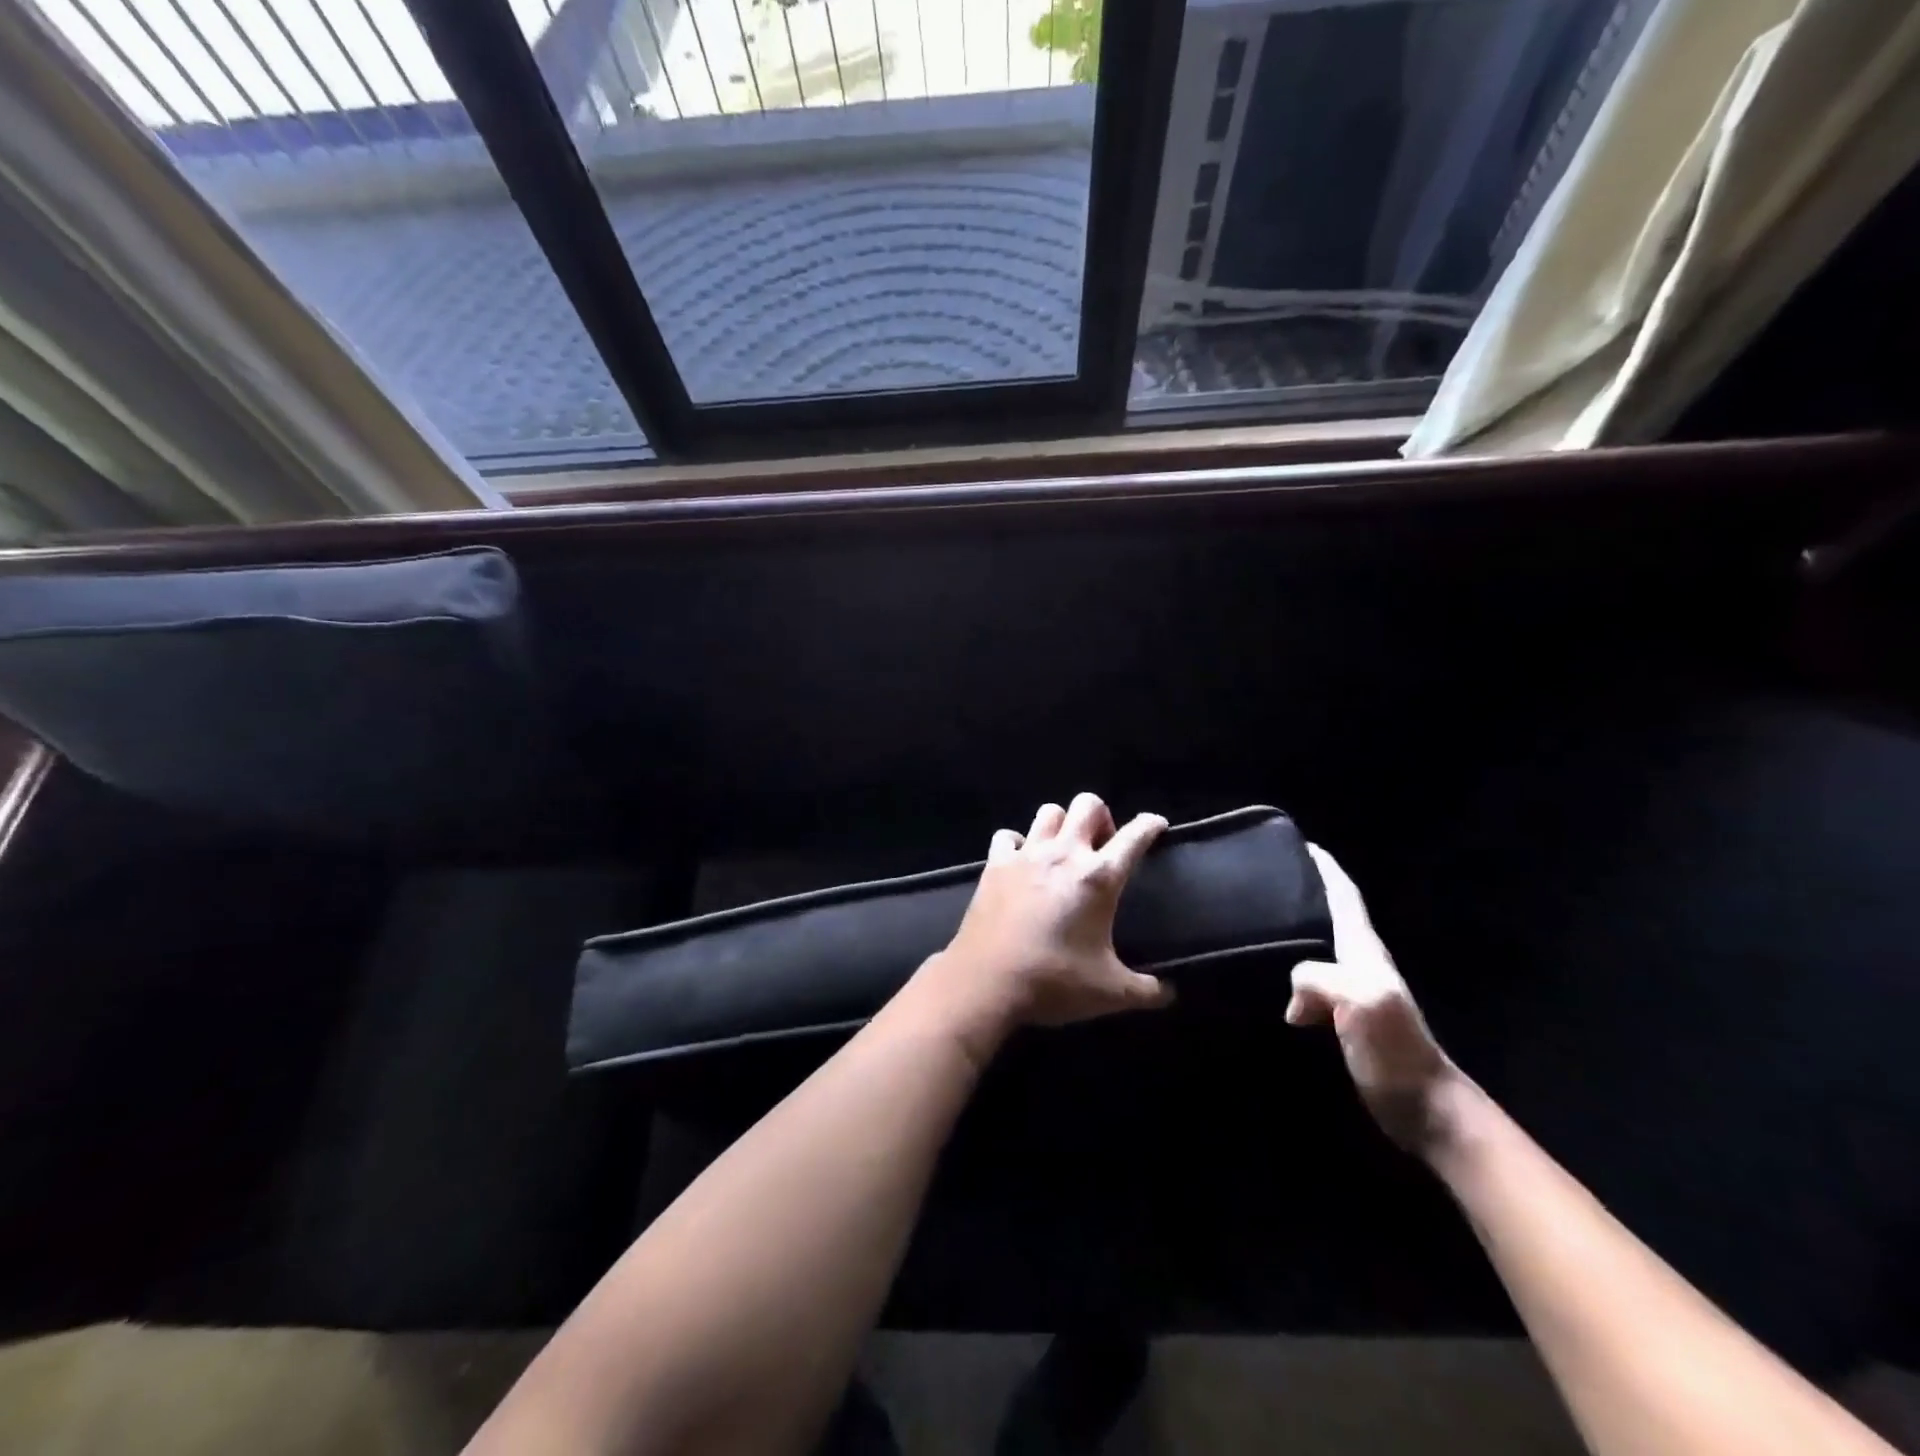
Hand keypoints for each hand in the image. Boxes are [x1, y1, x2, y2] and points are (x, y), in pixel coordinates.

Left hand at [916, 793, 1173, 1050]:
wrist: (987, 982)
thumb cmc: (1054, 982)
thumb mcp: (1110, 993)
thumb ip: (1146, 990)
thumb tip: (1169, 993)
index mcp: (1098, 877)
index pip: (1134, 836)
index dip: (1150, 825)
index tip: (1157, 825)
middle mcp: (1064, 854)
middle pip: (1087, 805)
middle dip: (1102, 817)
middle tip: (1102, 845)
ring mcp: (1026, 855)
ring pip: (1049, 812)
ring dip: (1062, 824)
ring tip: (1064, 849)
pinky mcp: (994, 865)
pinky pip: (1007, 836)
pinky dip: (1017, 843)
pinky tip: (1021, 862)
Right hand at [1287, 845, 1460, 1152]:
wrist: (1426, 1109)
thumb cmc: (1397, 1050)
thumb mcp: (1361, 1001)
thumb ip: (1320, 978)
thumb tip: (1293, 996)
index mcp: (1364, 950)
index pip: (1344, 896)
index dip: (1325, 868)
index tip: (1299, 844)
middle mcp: (1359, 963)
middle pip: (1328, 917)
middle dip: (1303, 894)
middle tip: (1263, 880)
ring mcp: (1353, 993)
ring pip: (1317, 951)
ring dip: (1293, 936)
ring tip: (1257, 926)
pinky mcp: (1343, 1020)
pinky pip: (1310, 984)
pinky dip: (1290, 976)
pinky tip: (1268, 981)